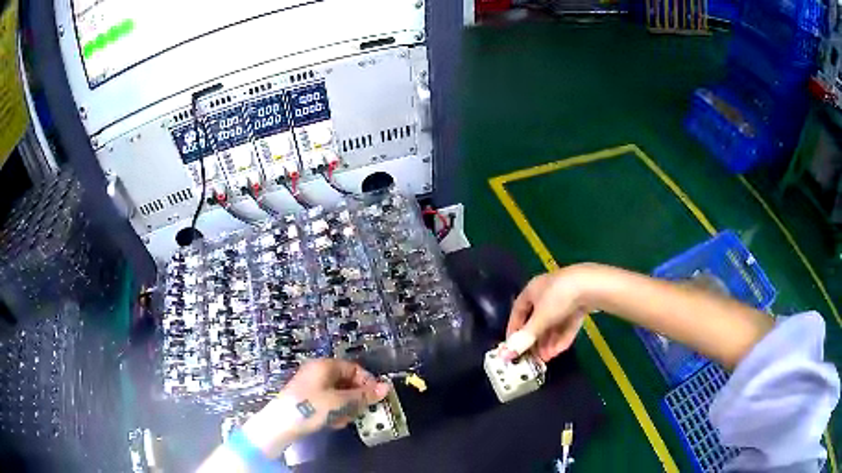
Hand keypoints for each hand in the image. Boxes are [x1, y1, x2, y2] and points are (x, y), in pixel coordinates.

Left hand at [241, 359, 389, 457]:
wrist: (281, 424)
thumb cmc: (311, 408)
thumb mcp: (341, 402)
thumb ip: (364, 395)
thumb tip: (386, 387)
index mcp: (325, 366)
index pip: (354, 368)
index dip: (367, 383)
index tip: (375, 398)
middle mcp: (318, 372)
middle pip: (347, 382)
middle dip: (355, 398)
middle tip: (358, 412)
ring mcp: (311, 385)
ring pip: (339, 394)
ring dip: (345, 407)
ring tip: (342, 419)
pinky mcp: (307, 399)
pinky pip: (329, 402)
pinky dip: (334, 411)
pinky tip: (332, 422)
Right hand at [505, 267, 589, 361]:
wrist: (591, 285)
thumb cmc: (558, 298)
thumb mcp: (539, 320)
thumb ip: (524, 338)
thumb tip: (505, 355)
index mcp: (532, 290)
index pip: (518, 311)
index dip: (514, 329)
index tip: (513, 347)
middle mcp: (546, 292)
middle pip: (537, 320)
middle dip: (536, 340)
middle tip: (534, 357)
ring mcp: (564, 297)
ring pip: (553, 323)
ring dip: (549, 342)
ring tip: (547, 358)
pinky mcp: (579, 303)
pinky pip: (567, 322)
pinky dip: (562, 336)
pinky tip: (559, 350)